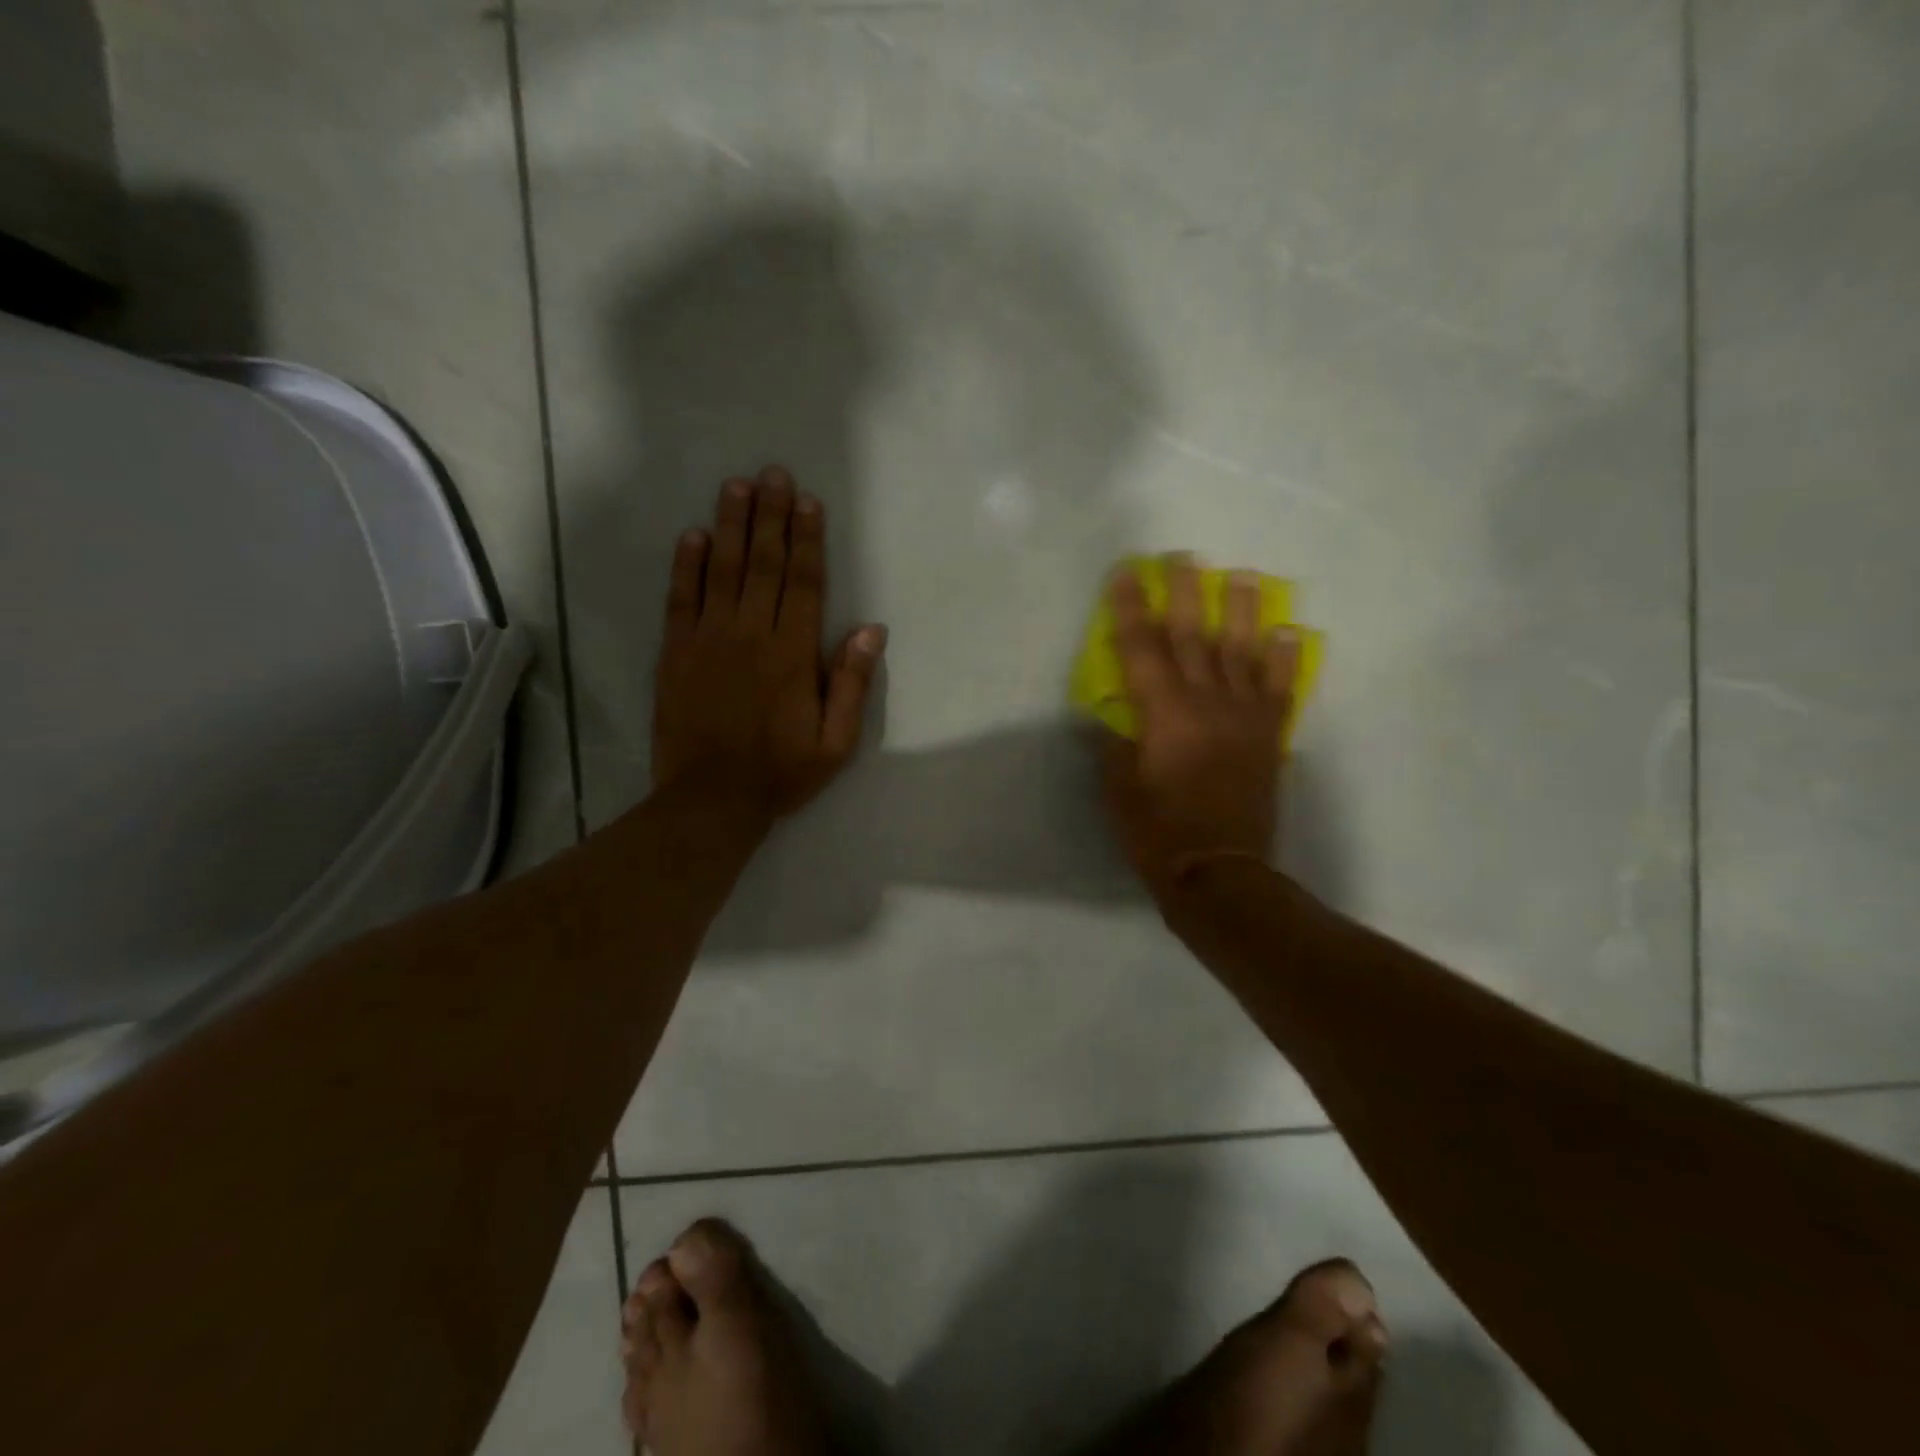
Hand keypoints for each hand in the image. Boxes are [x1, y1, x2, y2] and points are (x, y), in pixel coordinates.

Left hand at [652, 466, 886, 823]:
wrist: (711, 800)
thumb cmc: (781, 772)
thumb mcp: (836, 741)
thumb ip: (851, 683)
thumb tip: (870, 629)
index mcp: (792, 654)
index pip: (803, 582)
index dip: (807, 539)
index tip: (808, 502)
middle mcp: (750, 635)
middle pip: (762, 564)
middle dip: (770, 516)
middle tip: (773, 473)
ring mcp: (707, 640)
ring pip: (722, 570)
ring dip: (730, 525)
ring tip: (736, 486)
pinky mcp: (675, 653)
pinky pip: (681, 599)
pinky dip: (687, 565)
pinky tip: (692, 535)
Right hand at [1099, 555, 1300, 903]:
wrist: (1221, 874)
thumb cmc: (1158, 834)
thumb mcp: (1117, 791)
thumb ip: (1115, 746)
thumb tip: (1114, 716)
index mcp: (1163, 715)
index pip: (1141, 648)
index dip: (1130, 607)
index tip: (1127, 573)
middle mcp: (1206, 704)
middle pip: (1193, 636)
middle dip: (1186, 593)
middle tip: (1184, 556)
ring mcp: (1243, 718)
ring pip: (1243, 652)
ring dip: (1242, 611)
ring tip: (1243, 576)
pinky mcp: (1268, 738)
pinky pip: (1279, 690)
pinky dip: (1285, 660)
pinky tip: (1289, 632)